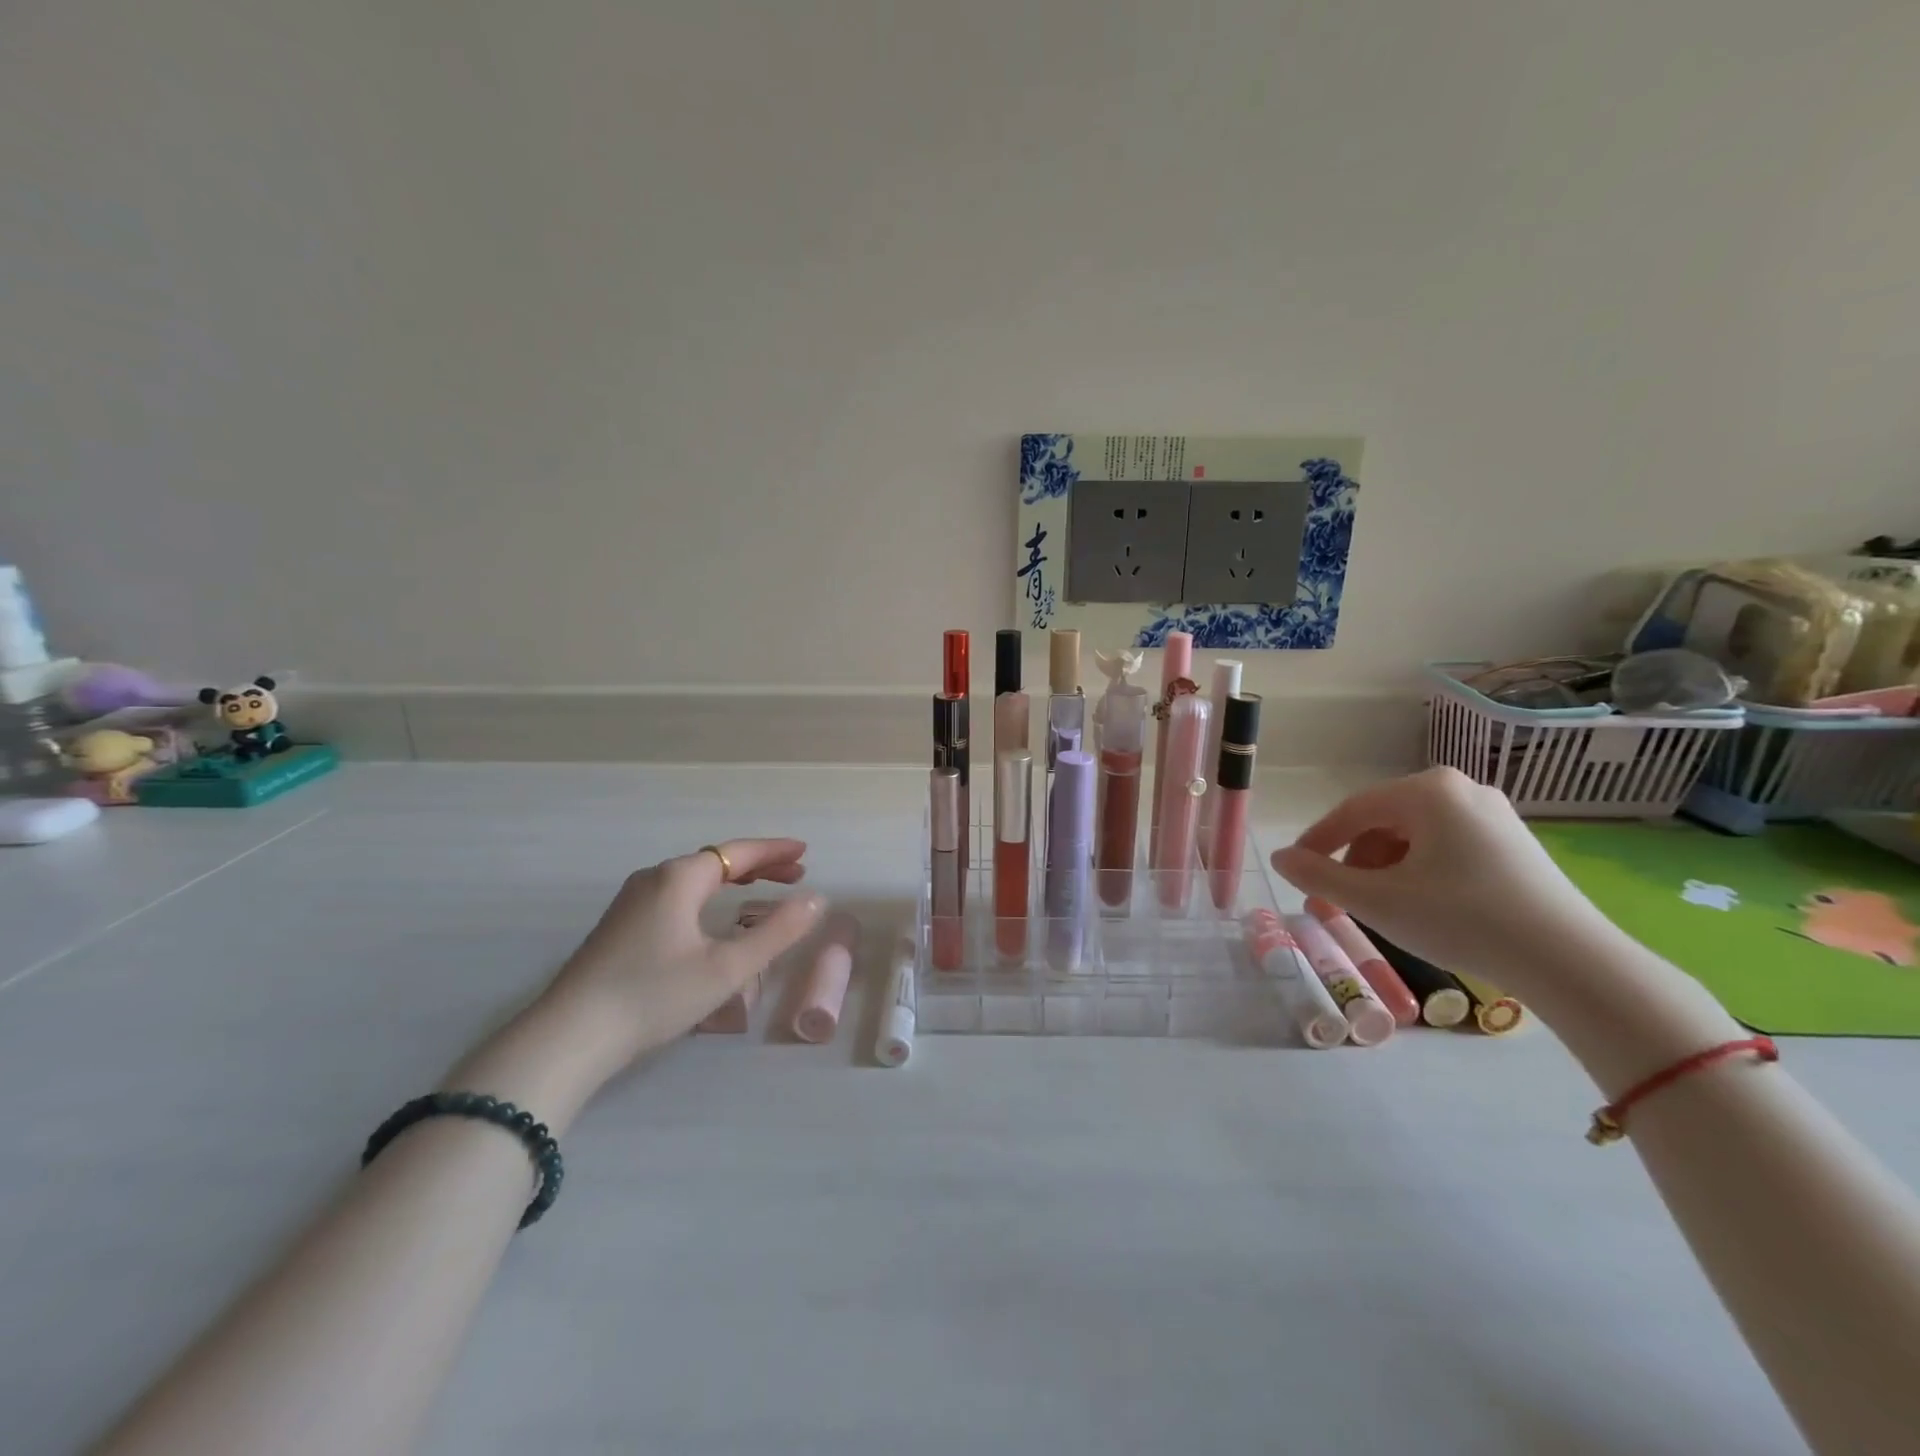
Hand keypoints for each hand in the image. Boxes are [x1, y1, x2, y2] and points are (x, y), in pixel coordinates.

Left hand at [542, 838, 823, 1069]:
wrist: (568, 1037)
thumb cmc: (654, 995)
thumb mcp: (727, 968)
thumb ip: (777, 932)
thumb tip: (816, 900)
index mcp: (680, 877)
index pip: (738, 852)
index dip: (774, 851)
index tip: (805, 853)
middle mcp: (654, 878)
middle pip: (716, 861)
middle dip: (758, 865)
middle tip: (794, 875)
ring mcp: (631, 901)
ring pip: (694, 879)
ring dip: (732, 880)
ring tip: (761, 890)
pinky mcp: (620, 926)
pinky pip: (676, 895)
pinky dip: (707, 895)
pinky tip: (711, 917)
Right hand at [1270, 768, 1621, 995]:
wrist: (1571, 962)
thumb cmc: (1462, 920)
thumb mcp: (1377, 901)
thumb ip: (1318, 875)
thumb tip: (1280, 858)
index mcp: (1427, 790)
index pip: (1352, 810)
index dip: (1317, 841)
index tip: (1297, 870)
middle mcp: (1461, 789)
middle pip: (1384, 821)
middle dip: (1355, 861)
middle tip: (1339, 899)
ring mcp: (1494, 814)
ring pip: (1415, 835)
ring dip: (1385, 868)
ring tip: (1381, 907)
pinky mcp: (1515, 842)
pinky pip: (1447, 845)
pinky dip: (1420, 870)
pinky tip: (1423, 905)